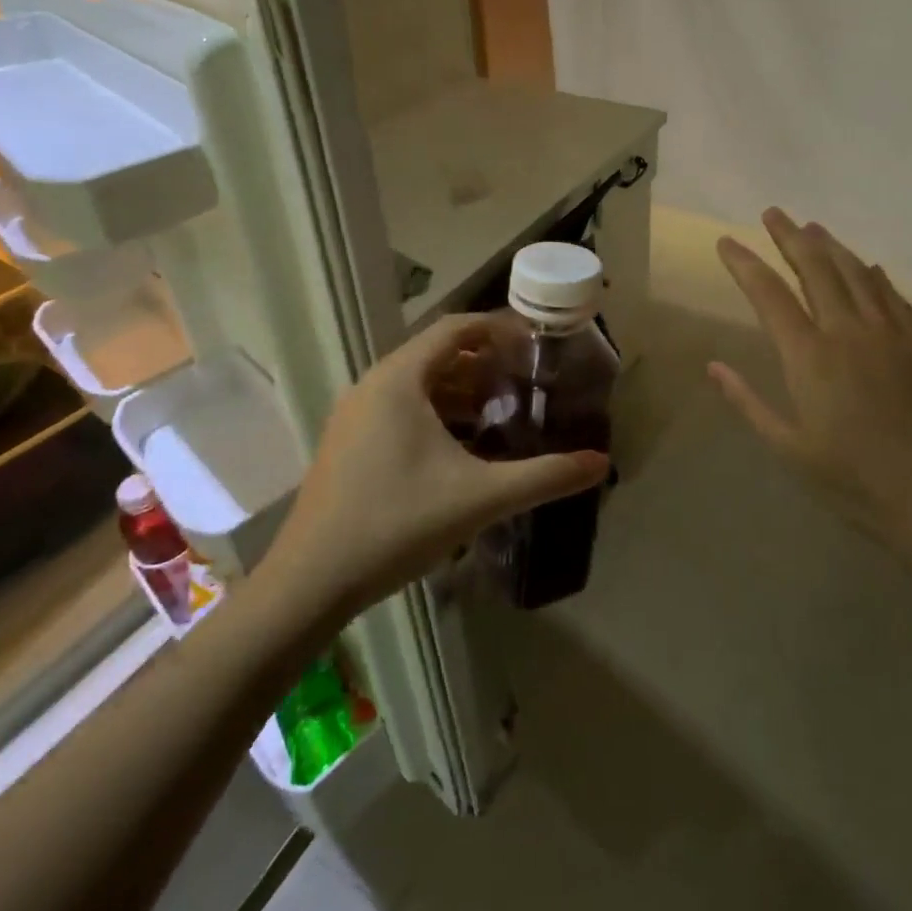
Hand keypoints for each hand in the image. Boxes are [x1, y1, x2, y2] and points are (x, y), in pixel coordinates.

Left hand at [283, 312, 609, 612]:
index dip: (498, 329)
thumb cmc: (397, 523)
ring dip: (460, 391)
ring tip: (501, 412)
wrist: (310, 582)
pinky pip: (399, 409)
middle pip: (437, 354)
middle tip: (526, 381)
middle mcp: (373, 385)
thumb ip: (544, 476)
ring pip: (417, 385)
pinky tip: (461, 448)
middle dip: (485, 363)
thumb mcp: (480, 497)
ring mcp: (354, 415)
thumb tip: (600, 463)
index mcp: (400, 379)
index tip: (535, 344)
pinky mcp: (347, 443)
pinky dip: (435, 414)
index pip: (456, 328)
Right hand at [711, 209, 911, 569]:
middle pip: (815, 269)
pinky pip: (893, 297)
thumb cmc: (855, 482)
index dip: (744, 265)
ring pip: (856, 274)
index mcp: (809, 357)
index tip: (725, 242)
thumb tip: (713, 366)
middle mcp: (848, 332)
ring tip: (812, 228)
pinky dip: (875, 276)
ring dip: (832, 247)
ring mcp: (889, 335)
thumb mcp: (790, 449)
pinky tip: (869, 267)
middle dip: (790, 237)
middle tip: (772, 213)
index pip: (769, 295)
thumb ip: (748, 403)